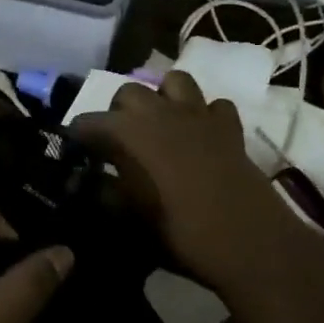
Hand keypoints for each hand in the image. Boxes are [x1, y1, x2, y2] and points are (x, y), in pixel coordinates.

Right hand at [73, 70, 311, 292]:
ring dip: (163, 97)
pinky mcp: (229, 127)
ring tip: (160, 122)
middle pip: (128, 92)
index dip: (77, 138)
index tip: (76, 154)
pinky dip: (206, 115)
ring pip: (174, 82)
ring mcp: (197, 114)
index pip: (86, 123)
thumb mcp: (127, 219)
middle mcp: (158, 112)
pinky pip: (215, 106)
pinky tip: (202, 135)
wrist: (247, 241)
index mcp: (126, 132)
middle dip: (118, 111)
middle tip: (119, 141)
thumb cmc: (178, 232)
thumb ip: (103, 194)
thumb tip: (88, 182)